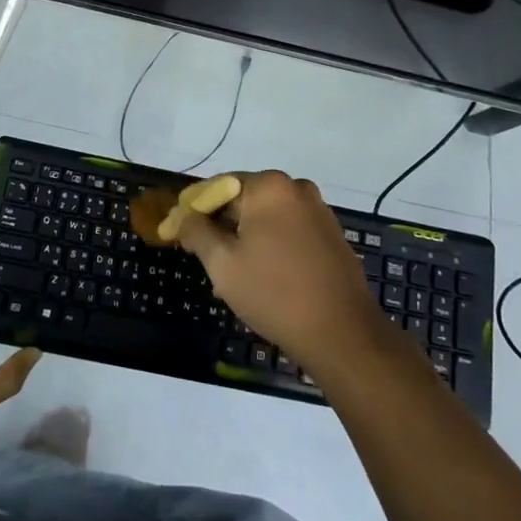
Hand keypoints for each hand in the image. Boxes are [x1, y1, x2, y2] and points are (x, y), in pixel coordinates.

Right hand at [172, 171, 391, 376]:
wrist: (343, 334)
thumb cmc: (274, 293)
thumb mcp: (223, 264)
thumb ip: (196, 232)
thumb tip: (184, 217)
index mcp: (268, 186)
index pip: (217, 187)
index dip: (194, 210)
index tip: (177, 233)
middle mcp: (296, 188)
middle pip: (243, 199)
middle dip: (221, 225)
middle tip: (204, 258)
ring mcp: (318, 210)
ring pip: (266, 217)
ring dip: (245, 237)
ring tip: (232, 275)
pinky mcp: (331, 234)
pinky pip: (289, 230)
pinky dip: (270, 245)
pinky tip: (263, 276)